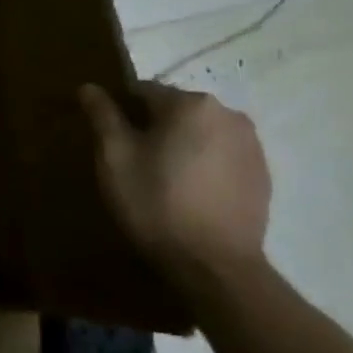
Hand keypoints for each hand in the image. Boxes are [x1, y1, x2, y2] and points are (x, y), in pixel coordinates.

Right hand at [79, 80, 270, 301]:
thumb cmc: (156, 203)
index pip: (143, 92)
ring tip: (165, 182)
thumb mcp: (115, 158)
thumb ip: (103, 116)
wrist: (214, 265)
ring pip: (201, 133)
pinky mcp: (263, 174)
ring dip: (181, 146)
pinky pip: (222, 156)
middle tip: (135, 164)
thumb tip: (89, 87)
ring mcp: (251, 144)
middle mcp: (227, 113)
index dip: (122, 114)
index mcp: (190, 103)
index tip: (112, 142)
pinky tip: (192, 194)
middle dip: (154, 129)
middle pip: (176, 110)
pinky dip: (205, 165)